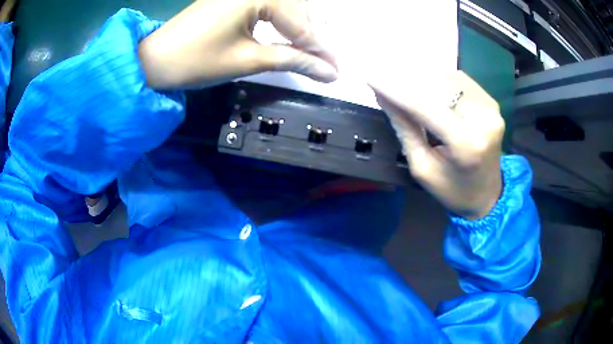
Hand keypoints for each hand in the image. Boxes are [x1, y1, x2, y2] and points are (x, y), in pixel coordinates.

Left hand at [138, 0, 337, 89]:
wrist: (154, 60)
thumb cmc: (196, 61)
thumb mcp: (248, 60)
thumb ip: (292, 60)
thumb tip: (329, 71)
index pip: (301, 24)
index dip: (320, 50)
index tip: (337, 70)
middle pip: (298, 11)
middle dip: (314, 38)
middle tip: (329, 64)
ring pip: (287, 8)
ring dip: (301, 30)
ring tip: (314, 53)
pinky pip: (269, 7)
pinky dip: (283, 24)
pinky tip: (292, 37)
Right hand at [371, 71, 504, 219]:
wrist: (487, 195)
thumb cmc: (453, 190)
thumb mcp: (422, 167)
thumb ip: (404, 128)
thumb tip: (383, 95)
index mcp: (467, 144)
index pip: (425, 107)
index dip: (395, 89)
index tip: (370, 77)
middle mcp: (484, 120)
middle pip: (438, 85)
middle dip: (406, 79)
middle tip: (383, 78)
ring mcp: (491, 109)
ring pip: (448, 77)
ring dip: (422, 76)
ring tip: (402, 81)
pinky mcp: (492, 103)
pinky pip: (460, 80)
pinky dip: (439, 78)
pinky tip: (426, 85)